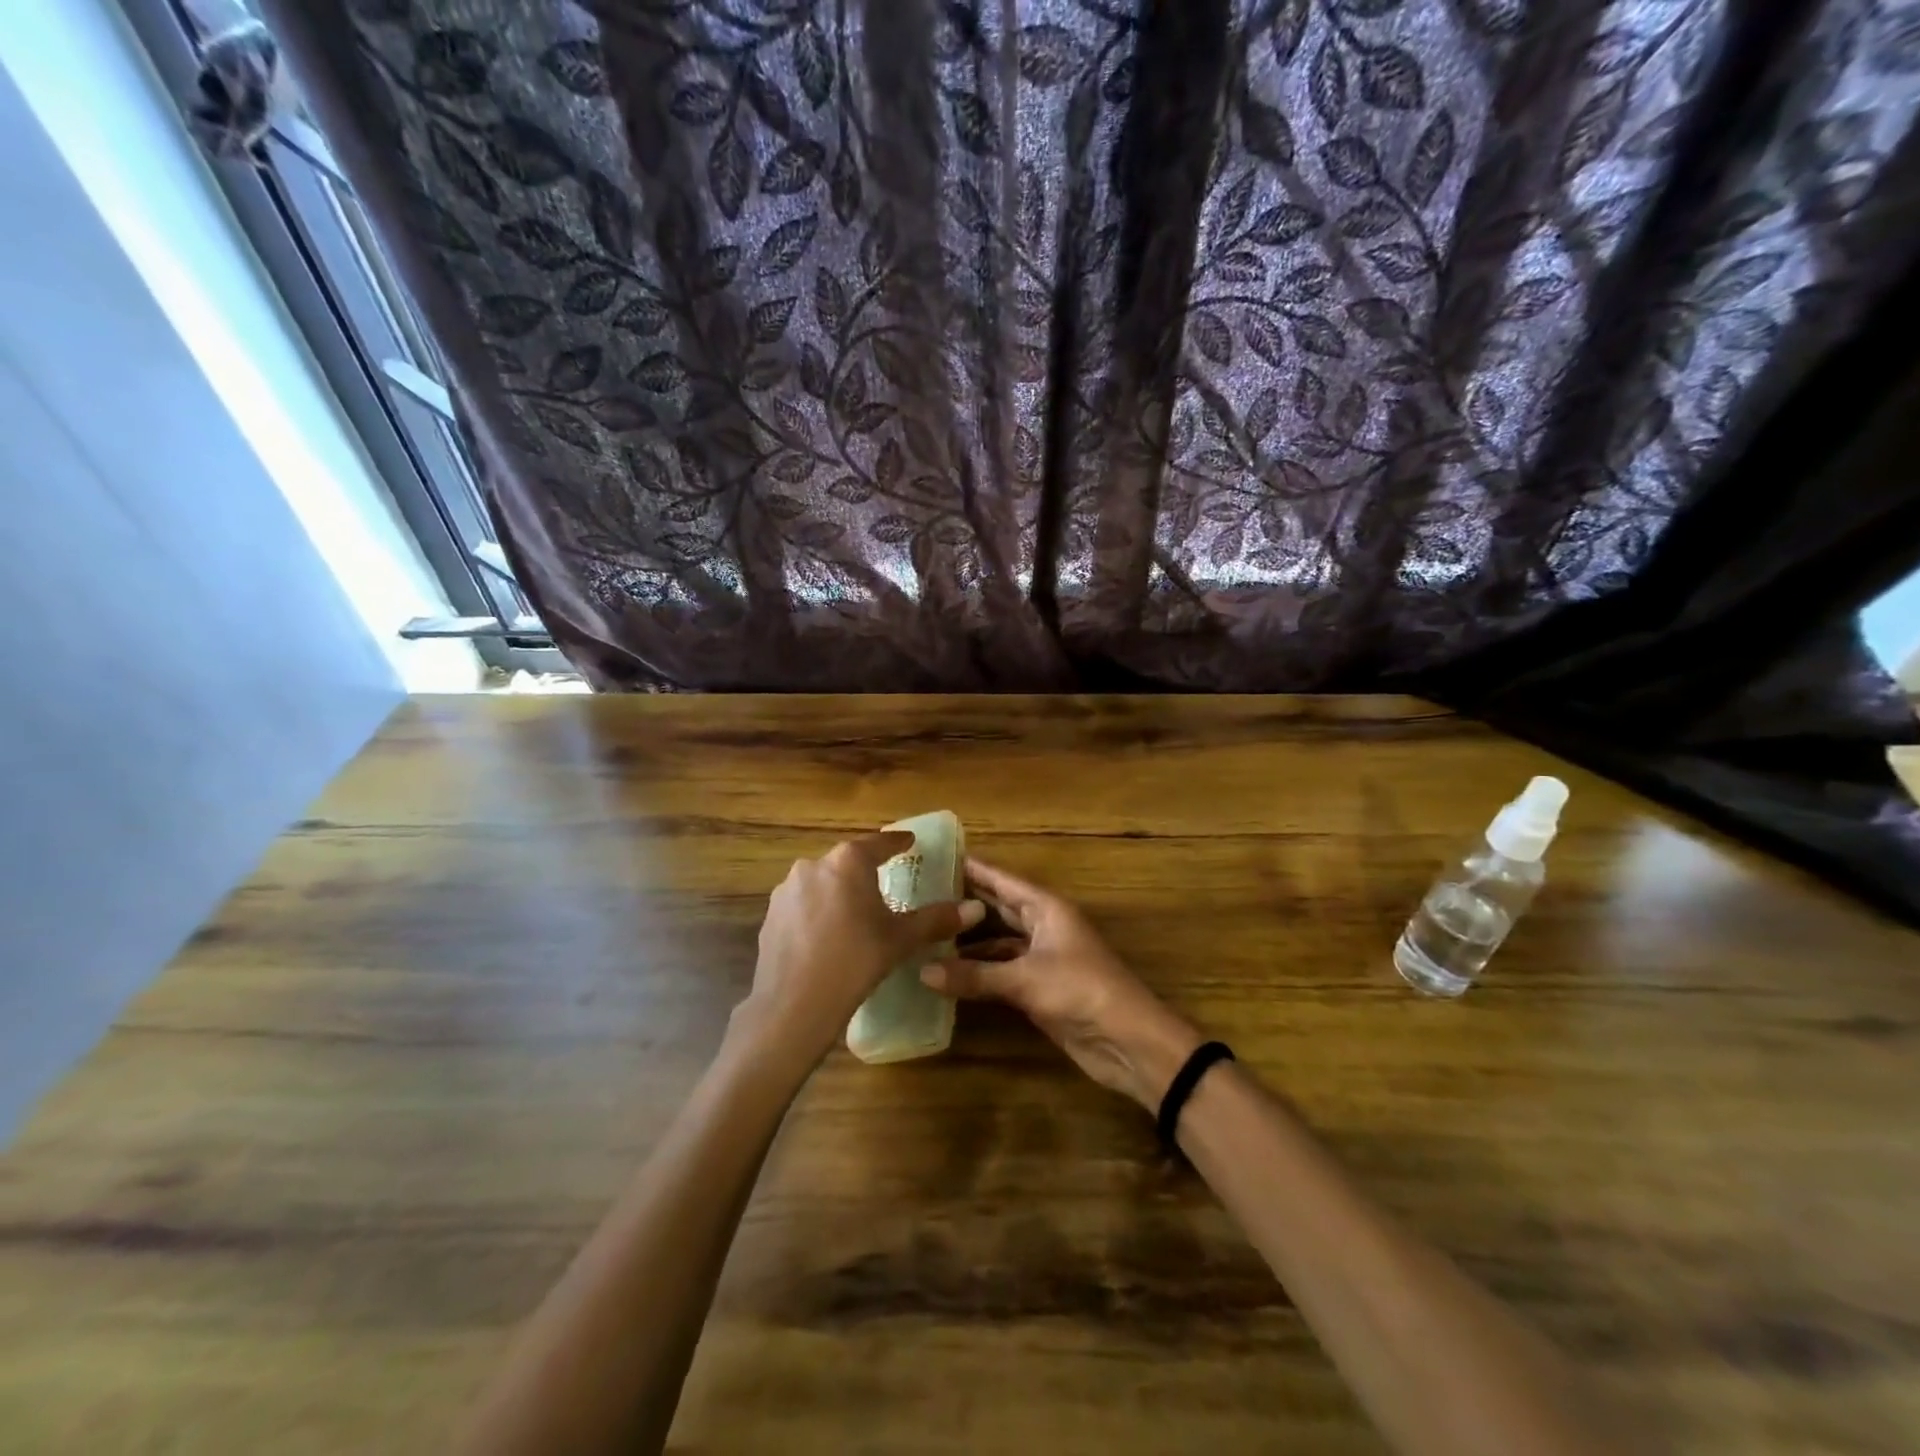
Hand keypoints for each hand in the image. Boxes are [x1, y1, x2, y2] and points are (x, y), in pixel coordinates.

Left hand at [737, 831, 983, 1069]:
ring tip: (855, 914)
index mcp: (848, 862)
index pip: (879, 843)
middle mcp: (814, 865)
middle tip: (885, 882)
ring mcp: (787, 890)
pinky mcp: (771, 916)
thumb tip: (975, 909)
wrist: (794, 1005)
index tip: (909, 841)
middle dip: (866, 870)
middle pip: (847, 861)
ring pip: (822, 882)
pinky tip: (828, 936)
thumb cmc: (856, 961)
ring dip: (839, 891)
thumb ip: (937, 919)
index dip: (897, 842)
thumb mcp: (901, 939)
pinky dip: (818, 912)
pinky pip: (803, 905)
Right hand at [920, 858, 1202, 1110]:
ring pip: (997, 942)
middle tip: (921, 894)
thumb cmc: (1081, 991)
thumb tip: (923, 971)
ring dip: (967, 941)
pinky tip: (947, 973)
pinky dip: (978, 972)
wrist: (1127, 1041)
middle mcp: (1042, 927)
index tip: (938, 857)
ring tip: (926, 933)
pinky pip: (1000, 972)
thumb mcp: (1025, 979)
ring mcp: (1041, 959)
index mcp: (1047, 909)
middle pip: (998, 908)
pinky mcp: (1038, 989)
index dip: (973, 869)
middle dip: (965, 903)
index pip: (1003, 880)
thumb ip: (974, 975)